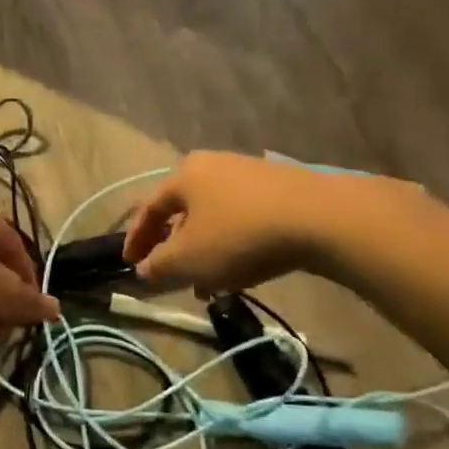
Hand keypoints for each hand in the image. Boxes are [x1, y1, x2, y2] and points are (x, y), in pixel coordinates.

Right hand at [121, 152, 342, 295]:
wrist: (319, 218)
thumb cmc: (239, 236)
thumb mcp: (189, 259)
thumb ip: (159, 265)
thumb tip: (143, 268)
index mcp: (184, 175)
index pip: (149, 208)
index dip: (135, 239)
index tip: (128, 264)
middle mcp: (213, 165)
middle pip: (183, 210)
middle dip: (174, 246)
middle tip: (170, 274)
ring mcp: (249, 173)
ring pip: (214, 216)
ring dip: (204, 249)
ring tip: (208, 283)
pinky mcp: (279, 187)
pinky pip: (242, 217)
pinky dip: (231, 242)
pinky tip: (241, 269)